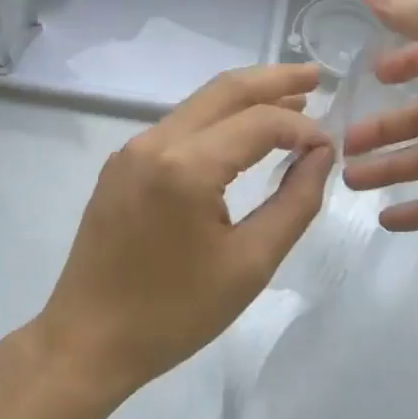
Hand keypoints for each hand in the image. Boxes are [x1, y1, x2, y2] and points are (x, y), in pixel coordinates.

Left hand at [34, 64, 334, 398]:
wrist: (87, 342)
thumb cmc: (174, 313)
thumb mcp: (250, 264)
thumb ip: (294, 202)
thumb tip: (320, 155)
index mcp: (185, 167)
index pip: (258, 123)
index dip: (302, 128)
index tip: (330, 147)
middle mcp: (154, 143)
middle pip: (224, 90)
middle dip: (275, 80)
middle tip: (318, 76)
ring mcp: (131, 150)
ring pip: (200, 104)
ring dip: (246, 98)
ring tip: (291, 101)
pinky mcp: (121, 165)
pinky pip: (179, 127)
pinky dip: (218, 122)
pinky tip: (242, 135)